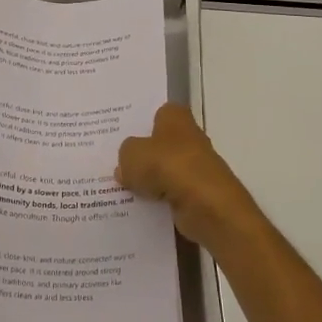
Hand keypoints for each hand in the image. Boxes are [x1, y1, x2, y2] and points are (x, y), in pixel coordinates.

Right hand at [117, 104, 260, 251]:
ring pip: (163, 171)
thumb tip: (126, 166)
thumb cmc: (169, 166)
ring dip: (147, 181)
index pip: (158, 112)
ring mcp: (195, 168)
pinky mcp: (197, 195)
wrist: (207, 205)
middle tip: (114, 163)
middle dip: (141, 154)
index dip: (141, 122)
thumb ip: (125, 155)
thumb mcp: (132, 154)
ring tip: (118, 189)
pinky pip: (169, 195)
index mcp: (175, 118)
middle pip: (160, 144)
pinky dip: (157, 202)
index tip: (121, 133)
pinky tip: (136, 208)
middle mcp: (189, 138)